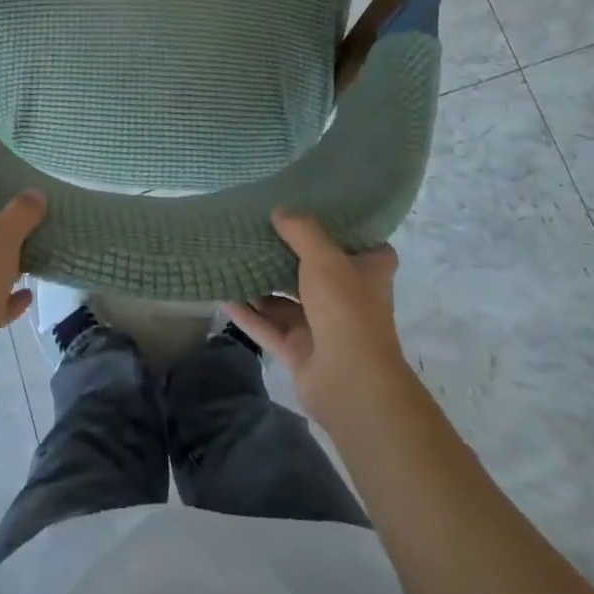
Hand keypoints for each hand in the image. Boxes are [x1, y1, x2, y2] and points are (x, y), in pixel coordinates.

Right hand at [225, 209, 407, 428]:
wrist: (350, 383)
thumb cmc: (346, 309)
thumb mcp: (325, 258)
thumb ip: (301, 231)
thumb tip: (280, 211)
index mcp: (368, 275)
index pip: (368, 249)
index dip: (349, 233)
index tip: (323, 213)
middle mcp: (349, 300)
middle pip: (320, 272)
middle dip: (291, 256)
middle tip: (262, 230)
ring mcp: (324, 328)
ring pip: (290, 302)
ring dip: (265, 286)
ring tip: (236, 259)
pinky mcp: (301, 352)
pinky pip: (270, 328)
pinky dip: (249, 315)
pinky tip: (224, 298)